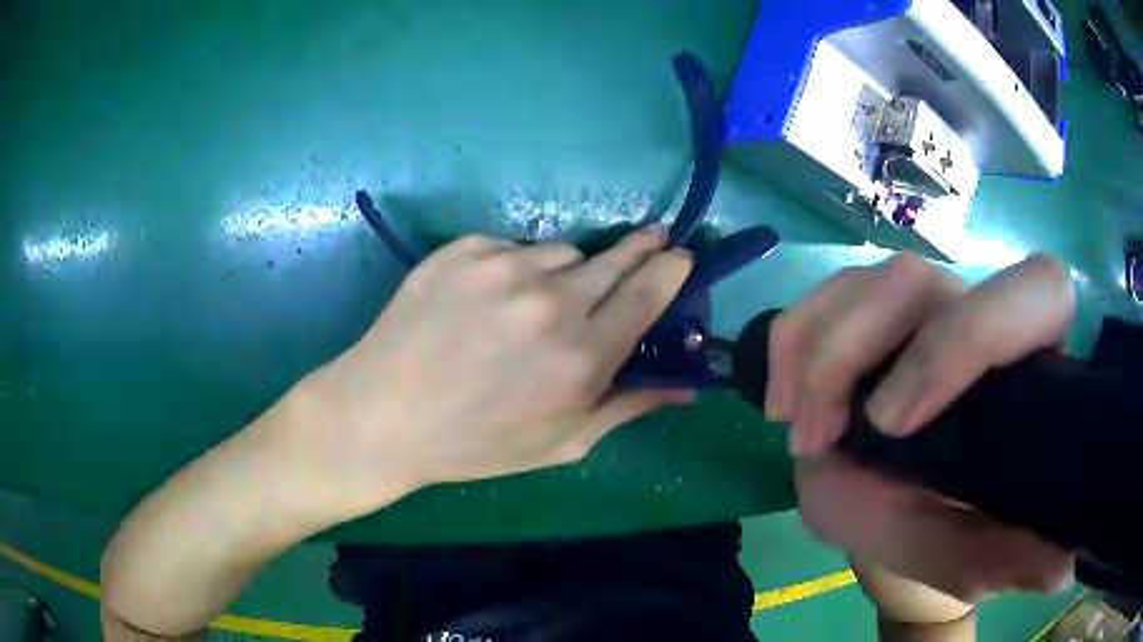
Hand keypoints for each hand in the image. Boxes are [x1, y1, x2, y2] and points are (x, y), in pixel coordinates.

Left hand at [297, 225, 693, 512]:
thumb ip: (628, 407)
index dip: (671, 269)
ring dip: (567, 270)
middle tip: (653, 240)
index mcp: (581, 357)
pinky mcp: (465, 250)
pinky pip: (514, 247)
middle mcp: (550, 301)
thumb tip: (685, 385)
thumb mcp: (561, 444)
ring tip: (539, 300)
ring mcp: (503, 267)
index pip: (648, 292)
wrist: (383, 414)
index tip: (681, 256)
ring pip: (563, 252)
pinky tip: (490, 299)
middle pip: (617, 257)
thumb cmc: (475, 443)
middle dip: (642, 248)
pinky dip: (516, 267)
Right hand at [765, 253, 1075, 603]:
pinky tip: (781, 399)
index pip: (1031, 294)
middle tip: (823, 438)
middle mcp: (978, 318)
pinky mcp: (872, 316)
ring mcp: (922, 311)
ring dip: (816, 355)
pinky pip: (824, 296)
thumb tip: (1064, 567)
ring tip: (798, 433)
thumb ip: (1011, 561)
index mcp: (1027, 365)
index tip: (893, 425)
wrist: (898, 521)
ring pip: (866, 280)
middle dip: (857, 350)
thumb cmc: (942, 537)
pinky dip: (792, 340)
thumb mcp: (972, 560)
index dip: (966, 338)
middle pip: (918, 278)